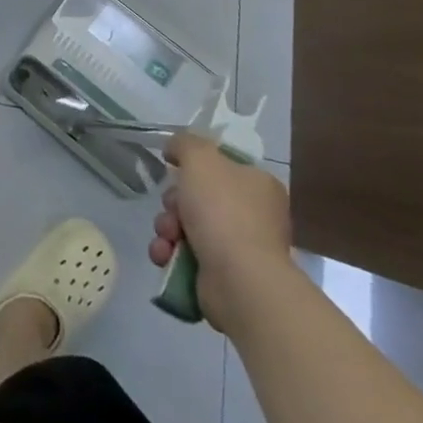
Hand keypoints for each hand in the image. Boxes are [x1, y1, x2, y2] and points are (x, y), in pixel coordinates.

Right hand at [148, 134, 292, 331]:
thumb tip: (174, 150)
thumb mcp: (200, 158)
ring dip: (166, 228)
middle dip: (173, 203)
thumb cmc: (223, 210)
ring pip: (187, 225)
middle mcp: (254, 215)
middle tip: (171, 209)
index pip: (220, 166)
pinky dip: (170, 252)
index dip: (192, 167)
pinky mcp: (225, 275)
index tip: (175, 172)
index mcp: (258, 184)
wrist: (238, 279)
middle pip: (198, 197)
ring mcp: (241, 247)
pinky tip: (164, 255)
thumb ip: (185, 143)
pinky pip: (187, 254)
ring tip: (165, 237)